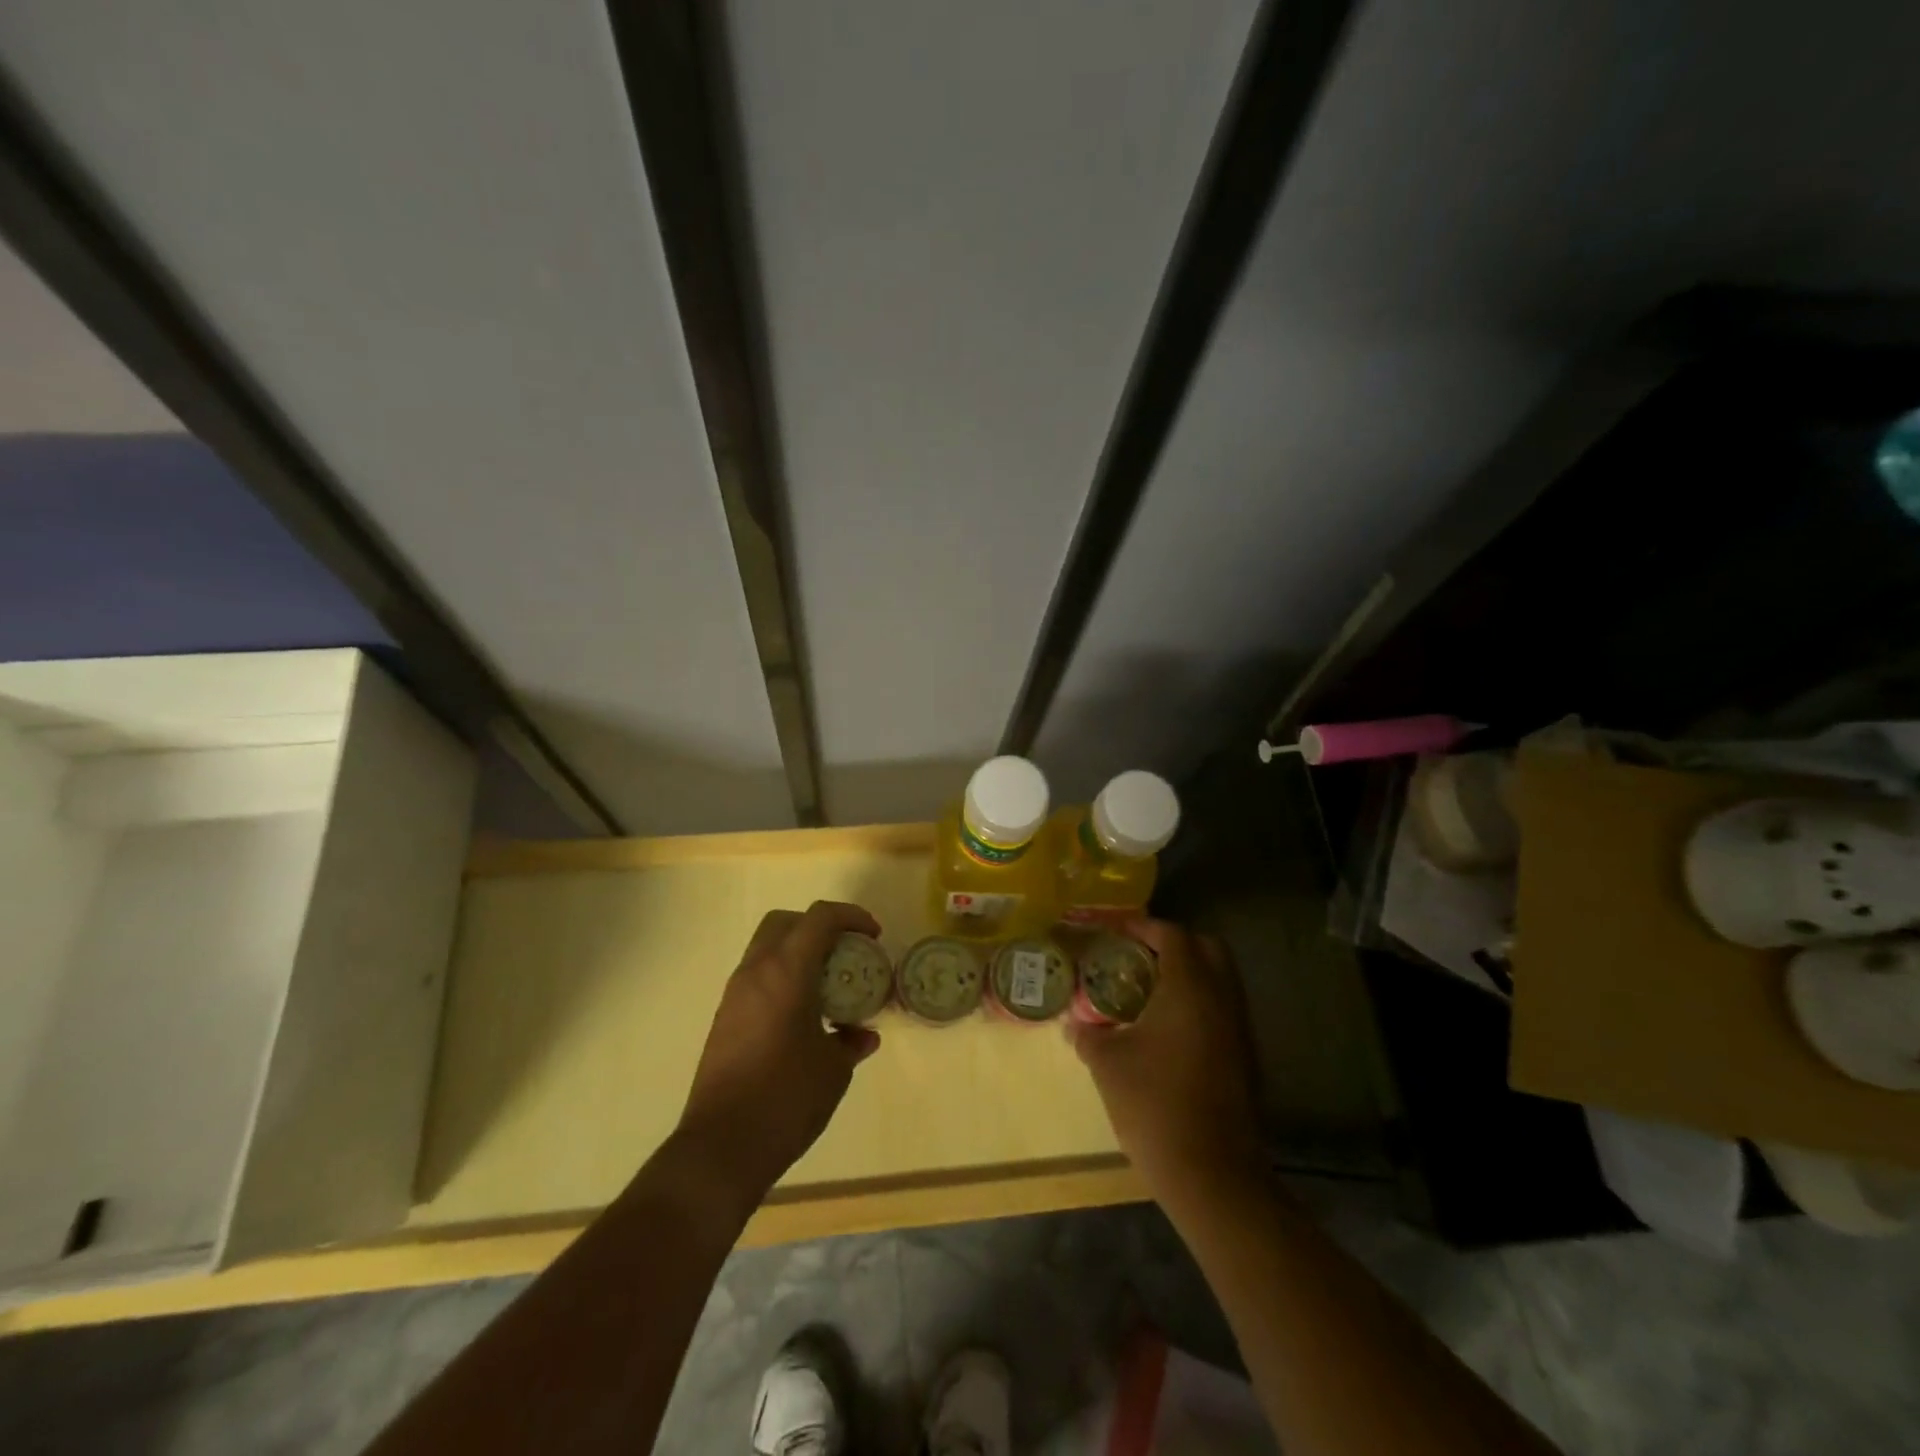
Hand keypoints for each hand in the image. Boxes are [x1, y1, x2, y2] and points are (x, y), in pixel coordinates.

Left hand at [674, 901, 882, 1204]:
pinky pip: (758, 978)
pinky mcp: (725, 1019)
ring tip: (829, 985)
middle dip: (819, 926)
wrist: (721, 1148)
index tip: (874, 935)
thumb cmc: (786, 1099)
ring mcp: (735, 995)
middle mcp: (755, 972)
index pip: (820, 917)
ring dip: (799, 953)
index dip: (851, 916)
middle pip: (786, 922)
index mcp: (786, 972)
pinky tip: (805, 1015)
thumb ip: (851, 1042)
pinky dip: (784, 978)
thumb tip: (862, 1035)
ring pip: (767, 948)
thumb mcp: (834, 1069)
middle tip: (846, 951)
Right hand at [1067, 920, 1262, 1203]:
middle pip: (1206, 948)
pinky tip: (1168, 1028)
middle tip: (1137, 956)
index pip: (1172, 935)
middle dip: (1173, 943)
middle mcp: (1222, 998)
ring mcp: (1240, 1028)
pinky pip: (1224, 1009)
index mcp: (1189, 988)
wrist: (1213, 1175)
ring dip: (1189, 974)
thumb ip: (1089, 1034)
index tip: (1115, 933)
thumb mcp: (1107, 1064)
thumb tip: (1074, 1023)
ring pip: (1220, 979)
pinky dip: (1199, 1002)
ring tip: (1148, 990)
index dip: (1142, 927)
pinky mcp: (1246, 1057)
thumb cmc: (1154, 1106)